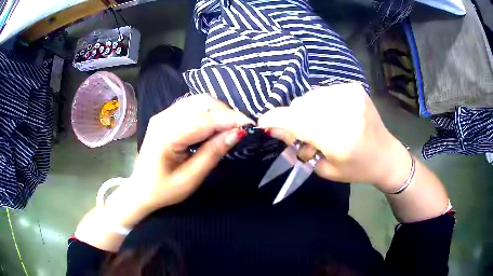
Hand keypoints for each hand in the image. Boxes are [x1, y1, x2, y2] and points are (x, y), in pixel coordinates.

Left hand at [105, 94, 253, 225]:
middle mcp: (163, 118)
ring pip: (198, 101)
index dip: (230, 119)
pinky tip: (215, 125)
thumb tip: (237, 134)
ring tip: (230, 127)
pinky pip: (192, 106)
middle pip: (202, 103)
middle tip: (240, 129)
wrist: (140, 189)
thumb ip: (212, 153)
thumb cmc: (163, 190)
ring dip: (218, 111)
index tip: (251, 125)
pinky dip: (208, 112)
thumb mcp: (190, 178)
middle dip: (226, 113)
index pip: (204, 120)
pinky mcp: (166, 116)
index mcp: (166, 135)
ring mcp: (163, 114)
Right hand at [258, 83, 410, 190]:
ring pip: (311, 96)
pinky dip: (320, 104)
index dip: (276, 119)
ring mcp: (350, 94)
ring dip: (307, 110)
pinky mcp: (354, 88)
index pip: (297, 121)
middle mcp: (344, 110)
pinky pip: (324, 92)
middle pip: (301, 105)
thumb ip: (299, 147)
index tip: (264, 122)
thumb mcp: (324, 168)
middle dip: (295, 119)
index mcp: (338, 137)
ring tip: (320, 125)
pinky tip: (331, 115)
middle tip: (303, 134)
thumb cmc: (356, 168)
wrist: (386, 154)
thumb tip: (276, 129)